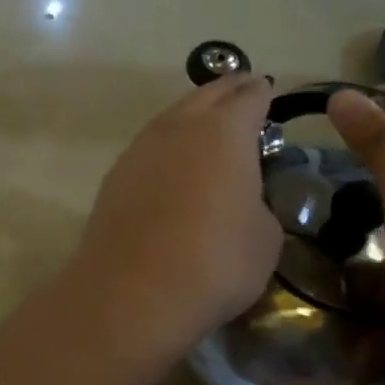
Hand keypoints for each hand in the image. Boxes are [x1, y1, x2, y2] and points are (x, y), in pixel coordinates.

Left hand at [70, 74, 282, 359]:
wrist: (132, 294)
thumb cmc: (215, 263)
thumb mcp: (265, 237)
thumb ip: (258, 202)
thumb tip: (241, 199)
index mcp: (224, 131)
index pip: (249, 97)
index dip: (263, 93)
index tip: (270, 92)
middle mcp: (178, 128)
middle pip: (206, 95)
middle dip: (228, 91)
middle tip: (244, 94)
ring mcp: (139, 150)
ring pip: (171, 118)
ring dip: (192, 116)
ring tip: (207, 127)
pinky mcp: (114, 177)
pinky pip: (149, 147)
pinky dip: (167, 146)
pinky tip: (172, 164)